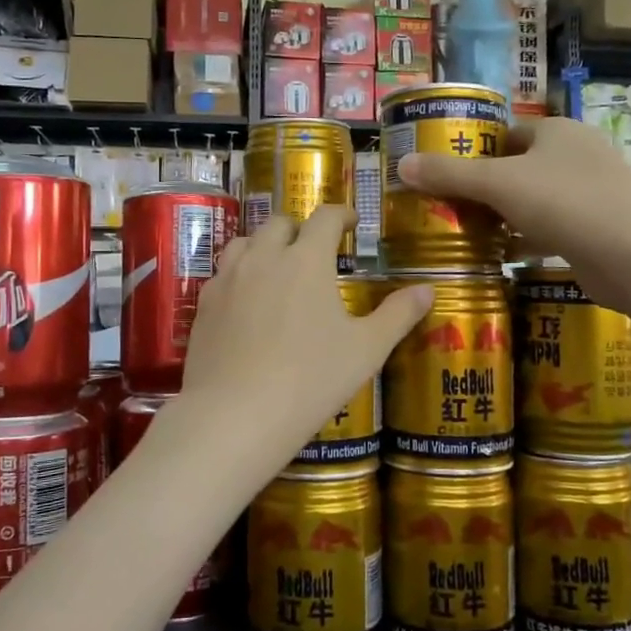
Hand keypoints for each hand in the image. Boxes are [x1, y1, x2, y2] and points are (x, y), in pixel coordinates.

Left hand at [178, 206, 432, 471]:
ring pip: (245, 242)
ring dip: (265, 245)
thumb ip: (398, 315)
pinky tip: (247, 301)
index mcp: (305, 259)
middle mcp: (263, 257)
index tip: (351, 222)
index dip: (341, 214)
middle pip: (280, 223)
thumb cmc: (310, 380)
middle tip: (315, 250)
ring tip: (278, 268)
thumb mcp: (366, 350)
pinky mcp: (203, 305)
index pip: (324, 217)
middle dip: (300, 229)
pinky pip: (222, 274)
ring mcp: (227, 279)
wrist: (236, 415)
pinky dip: (239, 274)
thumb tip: (428, 289)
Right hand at [399, 117, 630, 271]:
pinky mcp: (595, 228)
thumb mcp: (497, 184)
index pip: (505, 133)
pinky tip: (501, 254)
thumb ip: (449, 175)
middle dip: (484, 187)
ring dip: (504, 215)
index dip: (473, 150)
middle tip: (447, 206)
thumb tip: (401, 164)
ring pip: (533, 199)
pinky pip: (550, 227)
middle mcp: (576, 154)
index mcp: (557, 131)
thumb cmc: (564, 203)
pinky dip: (526, 238)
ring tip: (465, 231)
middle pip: (517, 167)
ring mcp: (590, 192)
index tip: (443, 173)